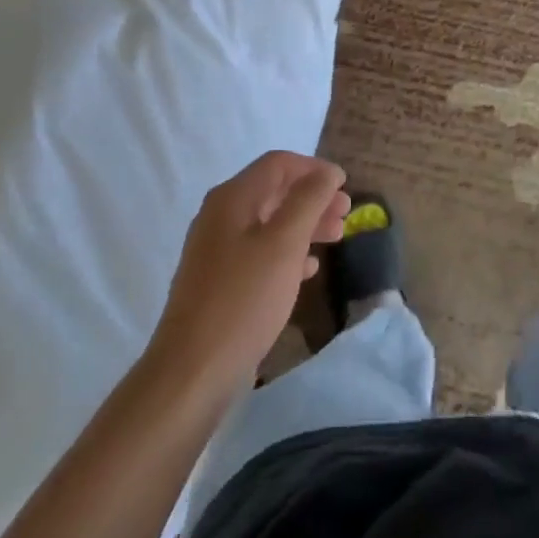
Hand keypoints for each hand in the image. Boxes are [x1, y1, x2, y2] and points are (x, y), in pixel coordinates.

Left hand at [148, 152, 349, 389]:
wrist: (192, 373)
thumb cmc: (244, 299)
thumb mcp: (285, 243)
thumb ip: (309, 200)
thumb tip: (327, 172)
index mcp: (232, 198)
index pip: (278, 164)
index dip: (314, 168)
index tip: (345, 184)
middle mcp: (221, 216)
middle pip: (274, 191)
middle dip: (313, 198)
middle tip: (346, 214)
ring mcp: (217, 251)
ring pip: (269, 223)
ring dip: (304, 225)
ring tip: (336, 238)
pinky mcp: (219, 283)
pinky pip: (259, 253)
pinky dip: (287, 252)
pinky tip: (308, 270)